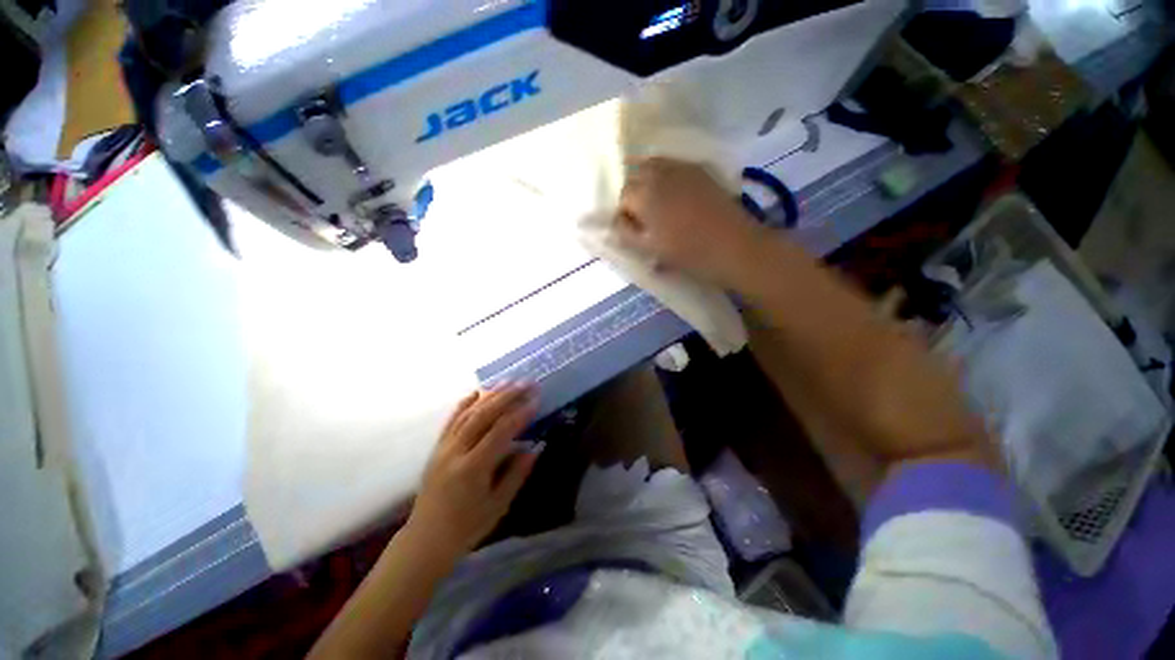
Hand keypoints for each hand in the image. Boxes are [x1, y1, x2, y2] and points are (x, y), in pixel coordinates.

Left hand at [407, 385, 540, 557]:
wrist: (426, 540)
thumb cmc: (466, 527)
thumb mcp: (498, 505)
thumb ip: (517, 473)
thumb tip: (536, 447)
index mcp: (473, 468)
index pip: (501, 431)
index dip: (520, 413)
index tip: (536, 399)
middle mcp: (456, 452)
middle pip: (483, 415)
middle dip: (507, 396)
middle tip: (526, 383)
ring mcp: (443, 447)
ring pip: (468, 413)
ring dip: (490, 395)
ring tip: (508, 382)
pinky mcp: (437, 448)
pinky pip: (452, 420)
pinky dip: (465, 403)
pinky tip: (478, 392)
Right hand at [617, 158, 765, 285]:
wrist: (734, 246)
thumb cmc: (688, 253)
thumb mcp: (650, 249)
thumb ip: (626, 233)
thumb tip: (616, 222)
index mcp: (644, 195)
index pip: (621, 196)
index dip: (623, 214)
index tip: (631, 229)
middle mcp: (660, 173)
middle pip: (635, 174)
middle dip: (633, 193)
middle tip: (642, 216)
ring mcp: (682, 167)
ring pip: (653, 165)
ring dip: (648, 180)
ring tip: (656, 203)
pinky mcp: (700, 169)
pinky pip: (673, 165)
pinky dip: (666, 175)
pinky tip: (675, 194)